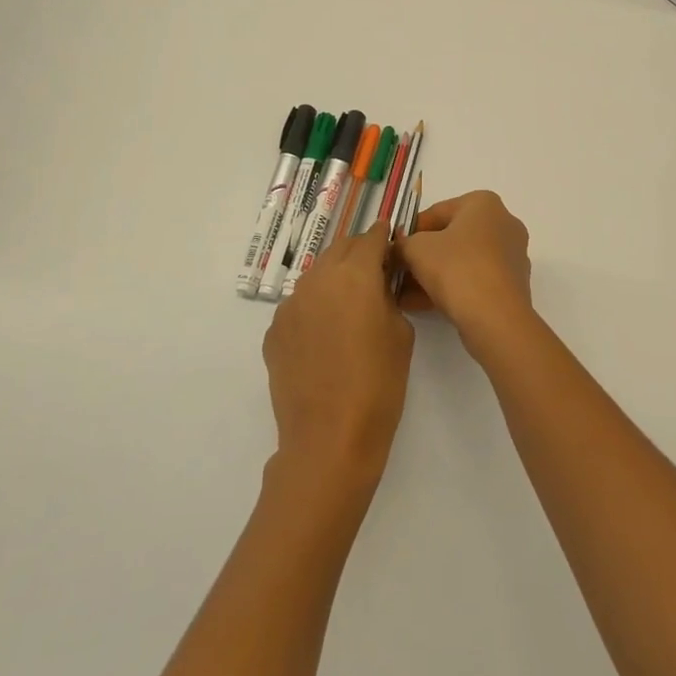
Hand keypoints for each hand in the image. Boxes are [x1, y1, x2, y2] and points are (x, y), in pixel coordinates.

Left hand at [263, 225, 414, 495]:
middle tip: (376, 272)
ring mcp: (290, 305)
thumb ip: (388, 296)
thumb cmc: (378, 384)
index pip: (371, 238)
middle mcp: (317, 280)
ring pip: (317, 276)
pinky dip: (315, 309)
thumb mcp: (401, 333)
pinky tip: (326, 338)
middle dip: (359, 253)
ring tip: (350, 307)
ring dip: (335, 280)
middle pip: (340, 249)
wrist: (329, 438)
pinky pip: (299, 306)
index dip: (385, 236)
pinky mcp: (274, 332)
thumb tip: (378, 285)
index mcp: (354, 274)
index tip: (394, 240)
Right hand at [395, 191, 534, 348]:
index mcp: (484, 203)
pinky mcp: (512, 284)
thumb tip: (399, 247)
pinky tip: (421, 305)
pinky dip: (450, 288)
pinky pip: (474, 279)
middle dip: (421, 256)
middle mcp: (503, 223)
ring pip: (462, 261)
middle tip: (397, 272)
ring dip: (432, 275)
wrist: (495, 318)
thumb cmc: (456, 269)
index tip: (393, 249)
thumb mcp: (416, 249)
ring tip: (404, 294)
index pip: (437, 212)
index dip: (410, 231)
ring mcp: (511, 255)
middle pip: (451, 237)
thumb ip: (403, 243)